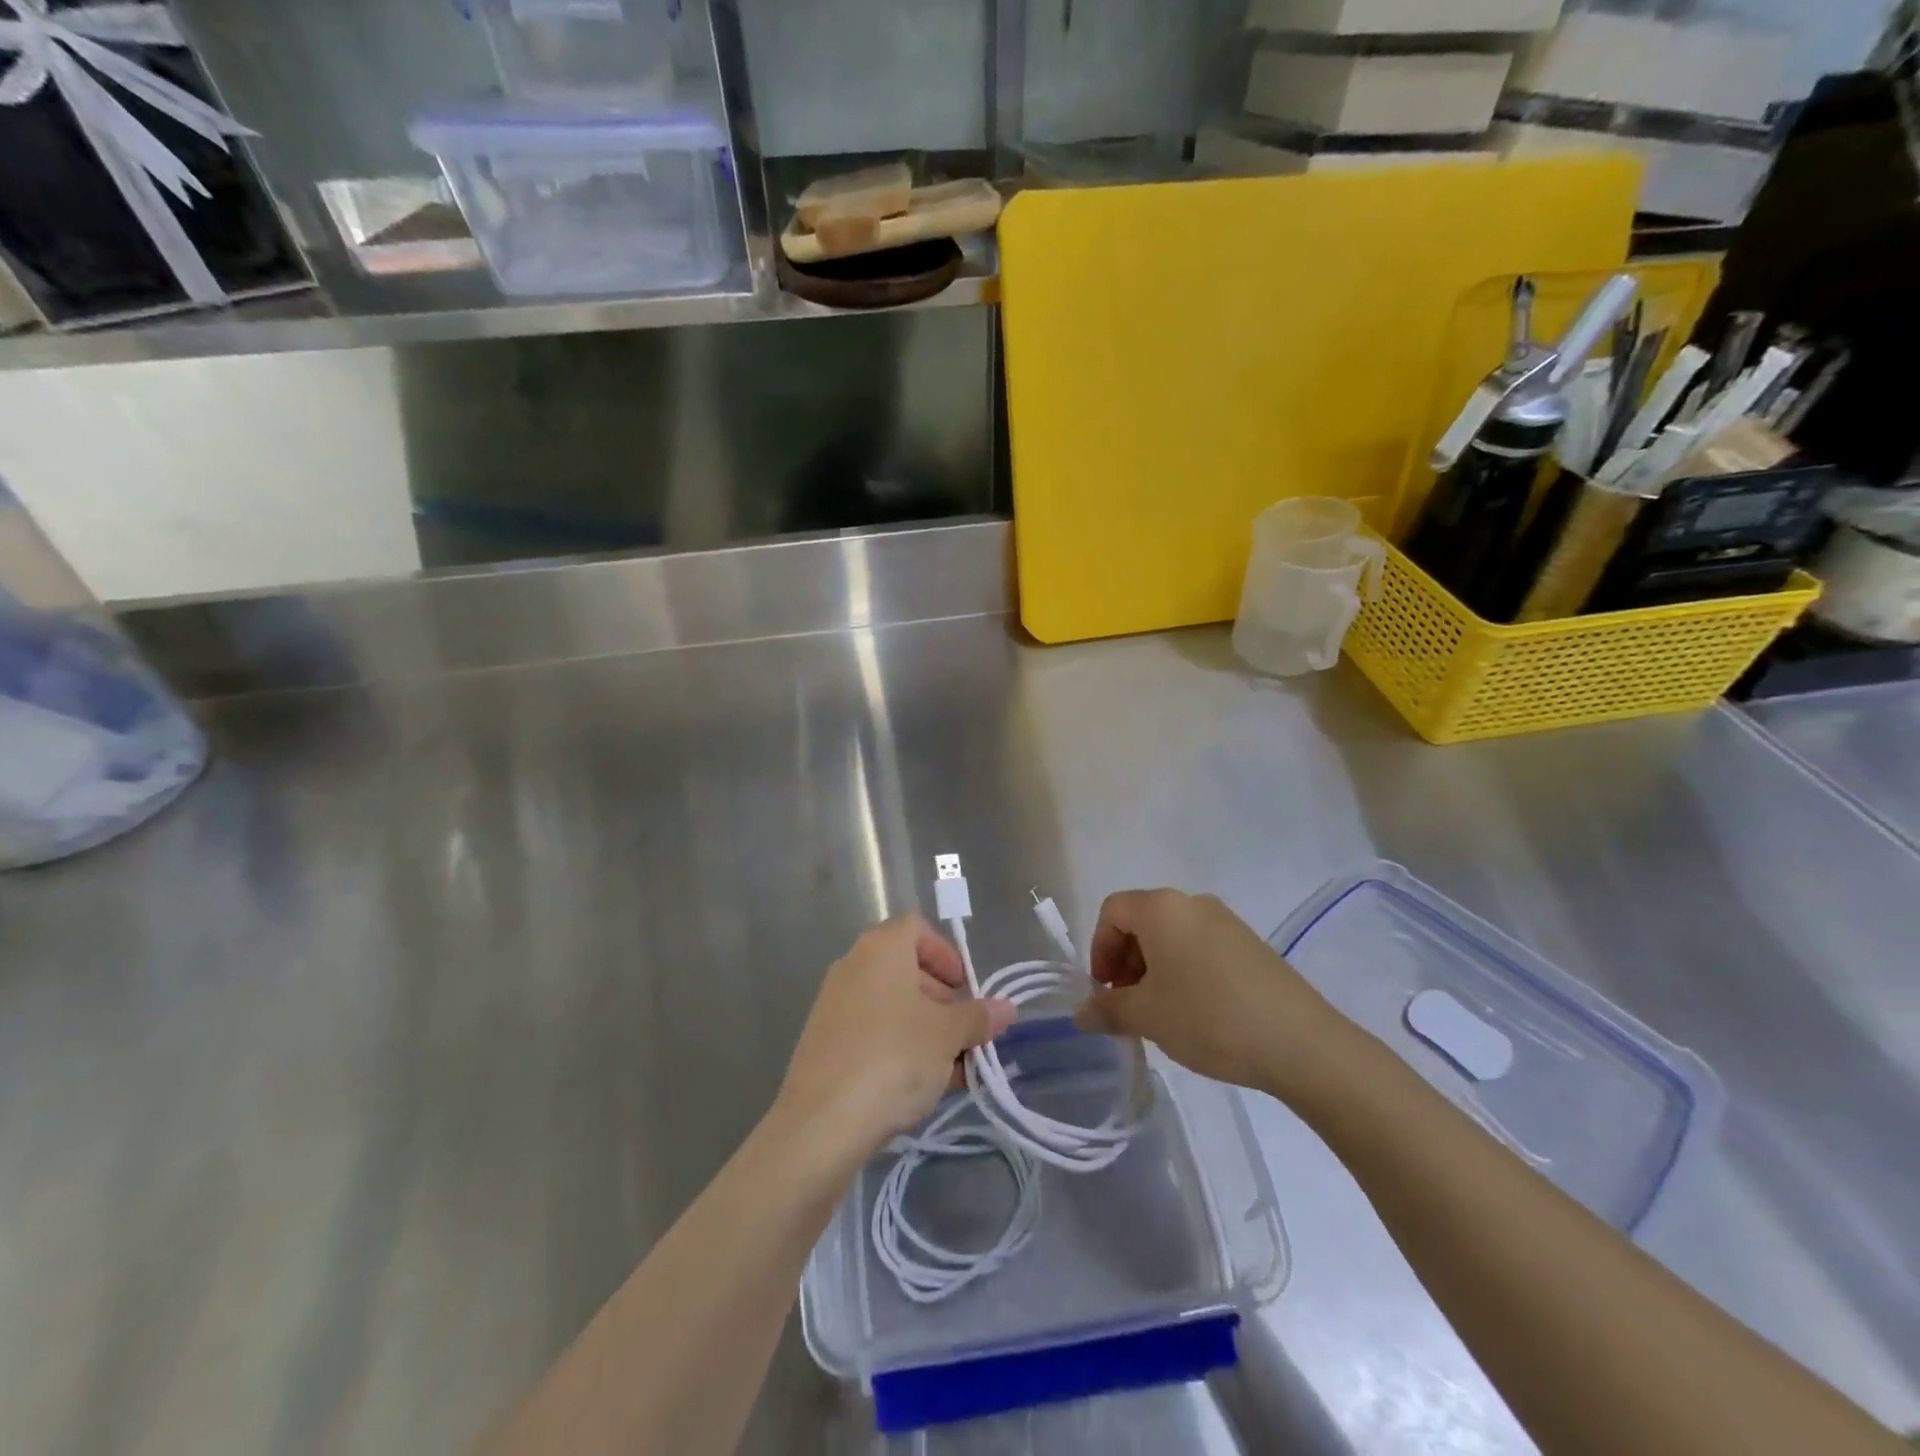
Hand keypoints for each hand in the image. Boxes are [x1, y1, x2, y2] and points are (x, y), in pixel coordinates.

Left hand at [778, 915, 1015, 1163]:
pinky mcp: (824, 1044)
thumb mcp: (948, 1036)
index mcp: (881, 949)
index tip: (965, 989)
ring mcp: (834, 1005)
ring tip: (952, 1070)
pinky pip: (872, 1033)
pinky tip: (920, 1088)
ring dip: (925, 1030)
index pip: (917, 928)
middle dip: (941, 999)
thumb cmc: (894, 1058)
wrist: (821, 1122)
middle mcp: (853, 966)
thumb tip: (1006, 1008)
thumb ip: (978, 1017)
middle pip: (906, 969)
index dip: (946, 954)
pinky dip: (899, 1048)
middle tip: (964, 1033)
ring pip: (891, 1006)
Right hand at [1074, 890, 1349, 1100]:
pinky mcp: (1249, 944)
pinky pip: (1200, 947)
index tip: (1106, 991)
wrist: (1301, 1043)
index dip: (1099, 949)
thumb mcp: (1148, 1017)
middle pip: (1141, 920)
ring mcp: (1226, 921)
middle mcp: (1192, 903)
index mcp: (1162, 908)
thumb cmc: (1209, 1018)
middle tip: (1129, 1005)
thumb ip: (1107, 1009)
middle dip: (1125, 961)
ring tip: (1161, 1014)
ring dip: (1153, 969)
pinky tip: (1196, 1012)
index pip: (1112, 911)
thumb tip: (1080, 1013)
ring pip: (1171, 935)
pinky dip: (1184, 971)